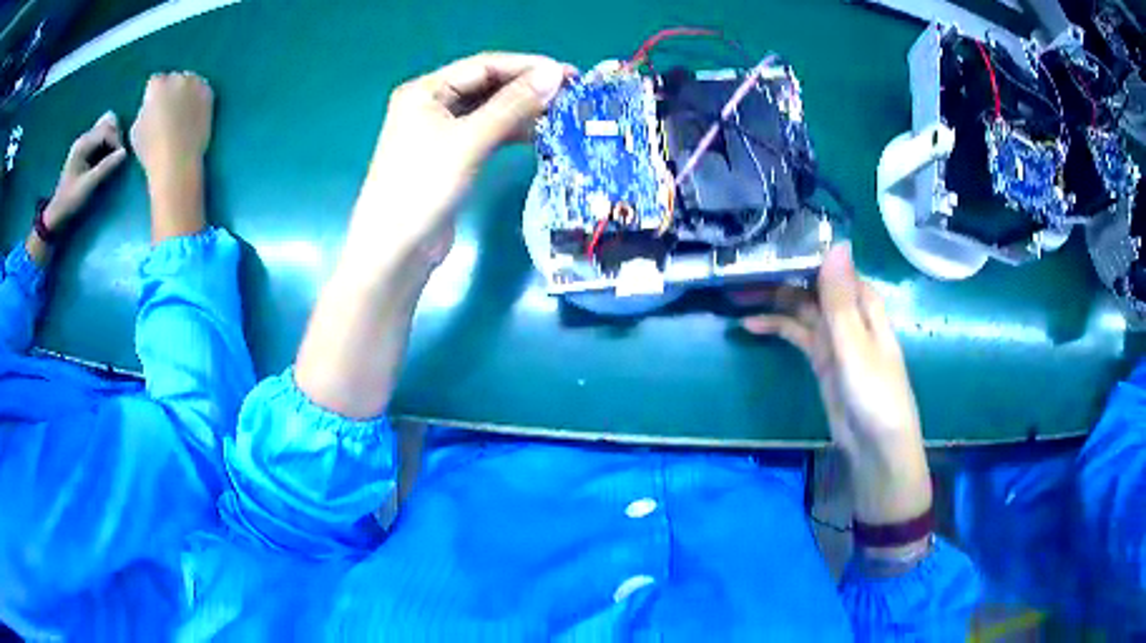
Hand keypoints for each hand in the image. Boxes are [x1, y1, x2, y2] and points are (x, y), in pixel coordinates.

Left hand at [42, 111, 127, 231]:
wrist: (57, 213)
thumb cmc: (71, 201)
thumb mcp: (88, 186)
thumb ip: (105, 168)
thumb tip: (124, 153)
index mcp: (83, 144)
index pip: (107, 130)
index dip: (116, 141)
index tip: (120, 159)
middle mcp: (84, 138)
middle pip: (108, 123)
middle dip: (116, 137)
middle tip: (117, 157)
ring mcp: (84, 143)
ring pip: (105, 127)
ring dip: (112, 139)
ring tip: (112, 156)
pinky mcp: (85, 149)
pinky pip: (101, 136)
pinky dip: (107, 142)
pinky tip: (106, 157)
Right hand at [130, 72, 212, 241]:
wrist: (177, 160)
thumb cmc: (151, 150)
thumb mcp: (136, 129)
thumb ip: (144, 111)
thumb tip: (151, 107)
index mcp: (157, 86)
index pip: (155, 82)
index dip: (153, 95)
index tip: (153, 107)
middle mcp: (177, 78)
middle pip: (173, 79)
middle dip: (170, 91)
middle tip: (169, 110)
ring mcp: (195, 84)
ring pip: (189, 81)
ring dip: (185, 92)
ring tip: (182, 112)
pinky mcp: (208, 93)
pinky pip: (202, 90)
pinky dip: (198, 98)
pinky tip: (193, 113)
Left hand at [344, 52, 569, 273]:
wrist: (396, 252)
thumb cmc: (423, 188)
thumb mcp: (469, 141)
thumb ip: (512, 105)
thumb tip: (554, 74)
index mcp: (426, 91)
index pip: (483, 66)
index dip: (527, 66)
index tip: (568, 74)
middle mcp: (431, 105)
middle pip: (486, 86)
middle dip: (527, 88)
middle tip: (571, 94)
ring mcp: (440, 132)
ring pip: (489, 110)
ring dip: (522, 111)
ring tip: (562, 114)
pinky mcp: (450, 157)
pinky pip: (486, 133)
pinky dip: (511, 132)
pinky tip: (538, 134)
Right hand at [742, 244, 931, 528]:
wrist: (875, 446)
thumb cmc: (874, 392)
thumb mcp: (855, 344)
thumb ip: (840, 298)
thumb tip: (836, 242)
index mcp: (864, 301)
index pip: (831, 264)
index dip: (802, 250)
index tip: (768, 239)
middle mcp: (849, 312)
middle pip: (812, 284)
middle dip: (780, 275)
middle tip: (740, 268)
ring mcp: (834, 337)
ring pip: (801, 308)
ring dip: (773, 300)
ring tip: (737, 293)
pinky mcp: (821, 359)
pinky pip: (797, 334)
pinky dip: (776, 327)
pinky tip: (750, 325)